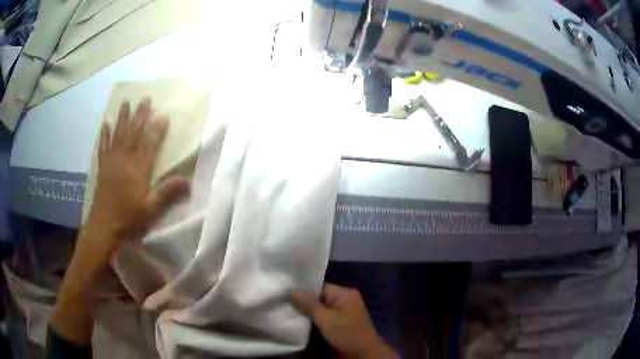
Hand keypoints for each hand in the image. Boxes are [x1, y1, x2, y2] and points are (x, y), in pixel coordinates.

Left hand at [81, 99, 188, 266]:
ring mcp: (112, 162)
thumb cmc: (128, 219)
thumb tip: (187, 181)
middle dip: (140, 116)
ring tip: (126, 103)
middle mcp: (124, 161)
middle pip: (133, 134)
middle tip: (145, 99)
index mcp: (137, 170)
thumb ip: (166, 193)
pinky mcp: (103, 168)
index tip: (163, 115)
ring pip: (118, 135)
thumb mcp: (150, 209)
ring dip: (122, 118)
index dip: (156, 129)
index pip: (149, 145)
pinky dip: (104, 135)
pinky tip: (105, 124)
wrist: (104, 227)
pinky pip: (103, 147)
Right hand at [290, 284, 396, 358]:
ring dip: (310, 311)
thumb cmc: (345, 332)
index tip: (286, 294)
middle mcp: (346, 299)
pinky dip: (316, 318)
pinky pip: (327, 315)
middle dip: (305, 302)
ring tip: (290, 310)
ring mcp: (345, 311)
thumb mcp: (325, 318)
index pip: (320, 286)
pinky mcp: (342, 321)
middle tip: (285, 303)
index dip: (303, 290)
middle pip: (320, 297)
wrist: (363, 352)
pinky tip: (303, 319)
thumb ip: (308, 303)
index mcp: (345, 293)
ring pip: (322, 307)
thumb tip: (291, 289)